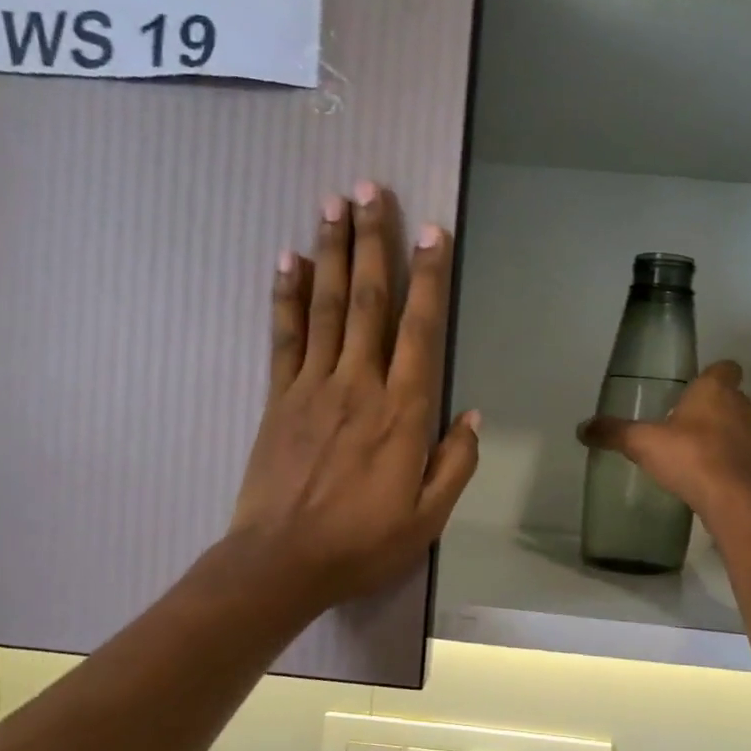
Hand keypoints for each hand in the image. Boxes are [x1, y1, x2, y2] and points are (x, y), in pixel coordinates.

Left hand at [225, 183, 480, 610]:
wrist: (281, 563)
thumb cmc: (364, 543)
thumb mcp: (429, 516)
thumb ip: (455, 461)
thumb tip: (472, 413)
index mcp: (403, 413)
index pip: (420, 331)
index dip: (428, 278)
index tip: (430, 231)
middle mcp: (359, 385)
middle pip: (367, 301)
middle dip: (372, 241)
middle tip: (370, 187)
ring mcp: (313, 387)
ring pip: (325, 307)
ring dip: (330, 251)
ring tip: (332, 203)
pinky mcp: (278, 398)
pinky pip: (284, 337)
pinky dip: (286, 296)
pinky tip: (287, 260)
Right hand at [577, 361, 750, 519]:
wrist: (731, 497)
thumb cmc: (689, 454)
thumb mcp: (642, 442)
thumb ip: (614, 432)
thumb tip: (582, 427)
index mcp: (714, 389)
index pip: (725, 368)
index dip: (712, 374)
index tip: (694, 386)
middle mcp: (739, 405)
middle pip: (731, 396)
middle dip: (712, 405)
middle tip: (685, 418)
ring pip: (737, 425)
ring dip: (720, 433)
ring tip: (692, 447)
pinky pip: (739, 454)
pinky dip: (725, 459)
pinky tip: (703, 473)